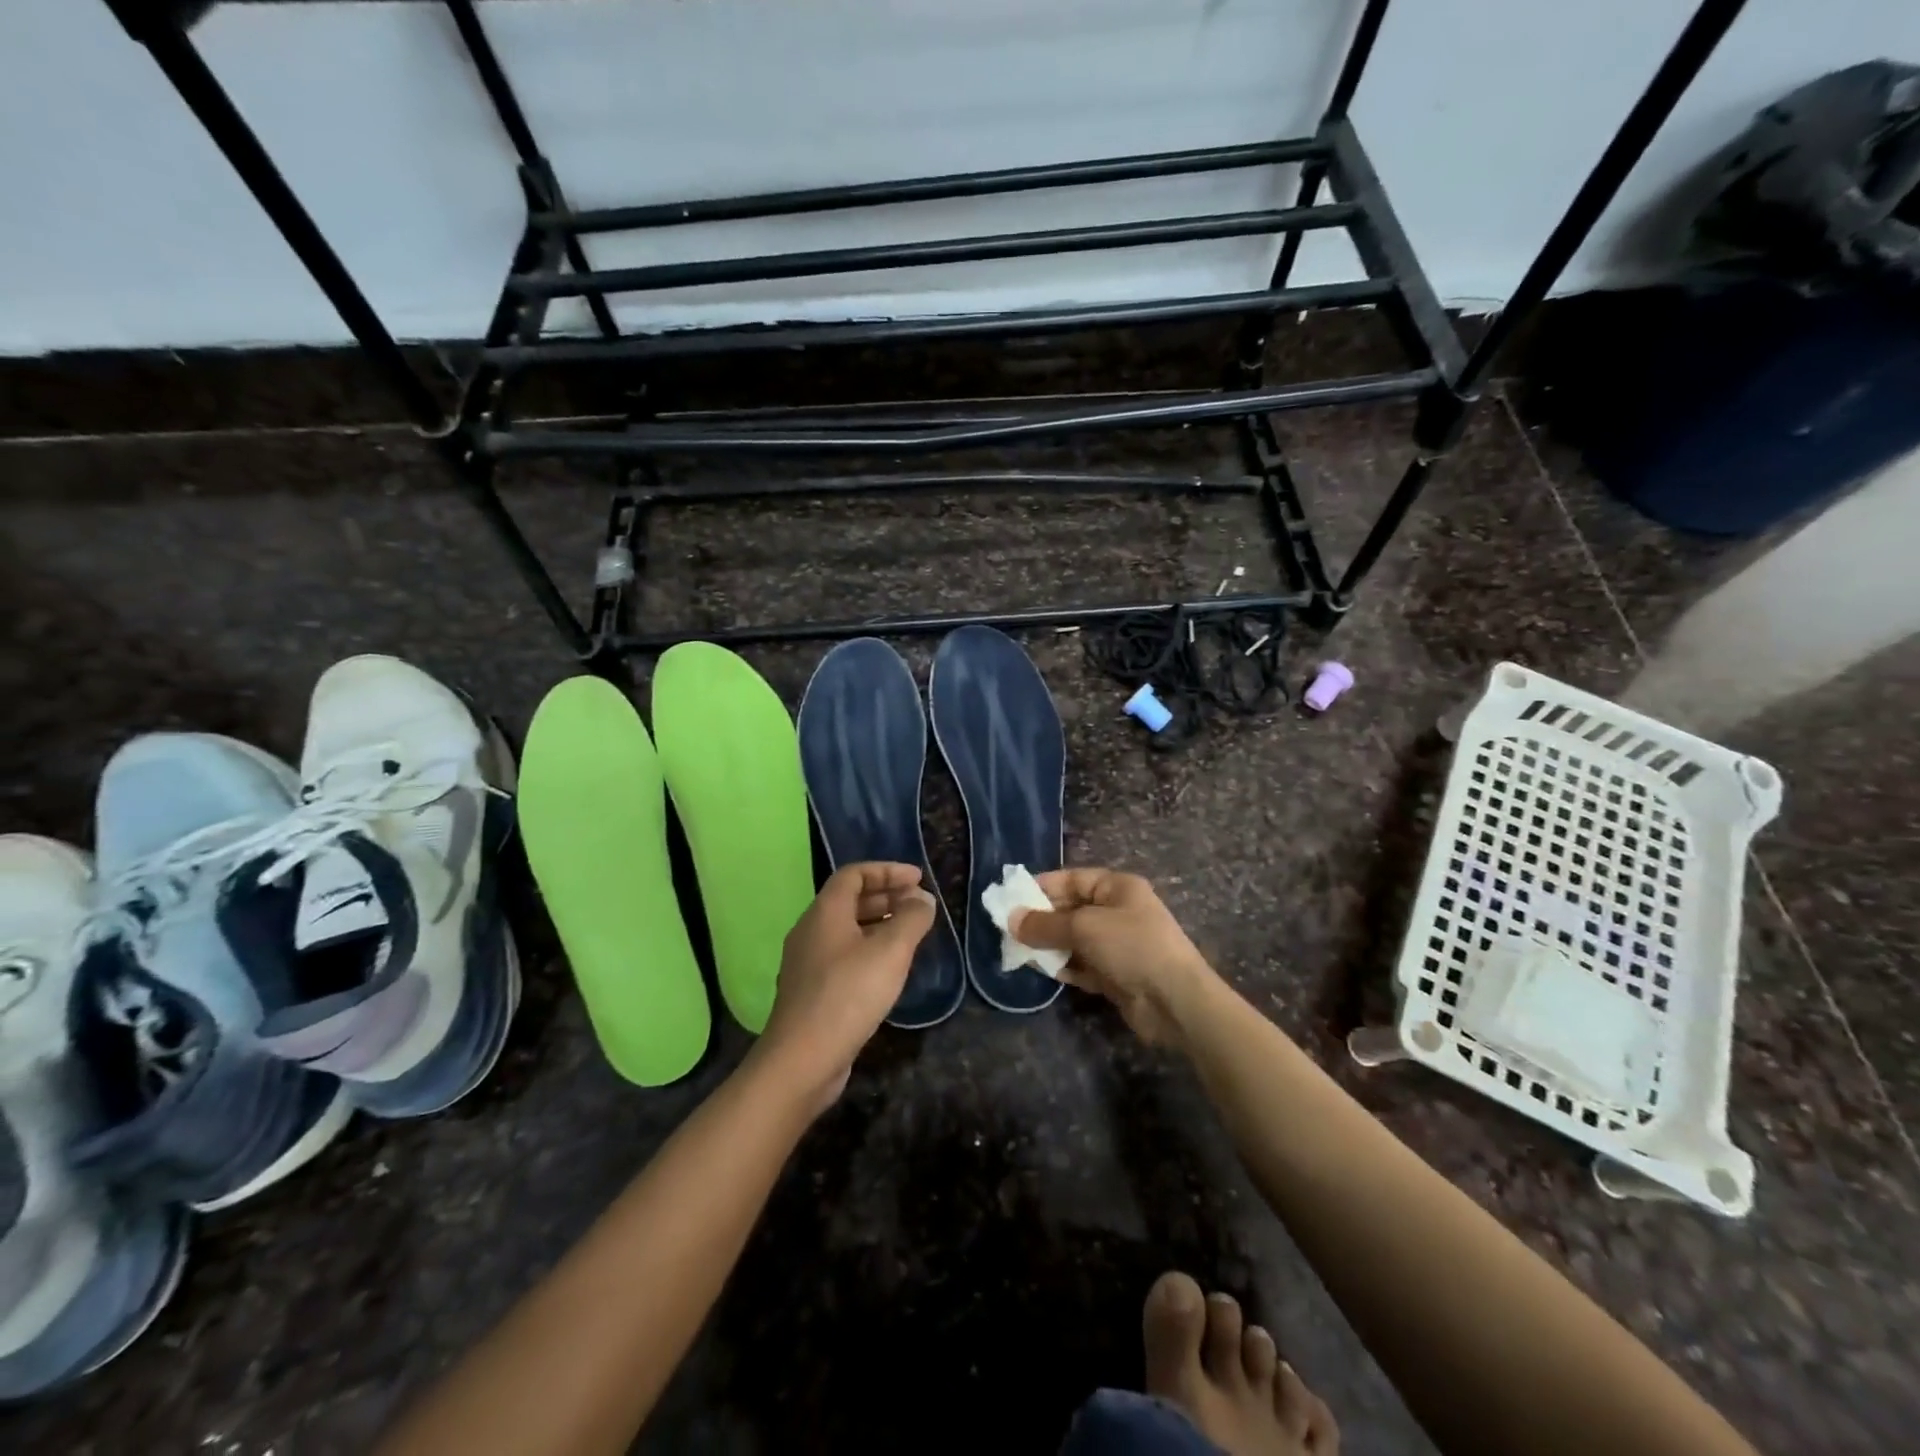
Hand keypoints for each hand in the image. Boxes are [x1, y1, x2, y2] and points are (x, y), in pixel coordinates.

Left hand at [756, 862, 934, 1111]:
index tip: (918, 879)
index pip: (854, 874)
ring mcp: (808, 962)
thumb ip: (911, 919)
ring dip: (879, 924)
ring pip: (847, 929)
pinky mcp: (812, 990)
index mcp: (825, 913)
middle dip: (886, 896)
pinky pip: (843, 955)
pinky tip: (889, 969)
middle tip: (919, 905)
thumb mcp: (890, 952)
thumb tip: (923, 899)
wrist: (802, 1060)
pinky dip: (869, 949)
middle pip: (849, 900)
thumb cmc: (848, 995)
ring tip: (910, 934)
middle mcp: (811, 930)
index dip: (887, 871)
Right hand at [1012, 868, 1216, 1046]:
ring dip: (1050, 945)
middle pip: (1071, 909)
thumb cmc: (1131, 947)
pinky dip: (1065, 967)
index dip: (1043, 886)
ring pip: (1074, 939)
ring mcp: (1118, 945)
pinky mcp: (1116, 975)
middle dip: (1042, 919)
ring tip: (1019, 951)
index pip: (1073, 879)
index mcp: (1117, 888)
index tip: (1012, 898)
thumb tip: (1010, 920)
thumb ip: (1045, 924)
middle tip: (1009, 929)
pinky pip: (1082, 965)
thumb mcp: (1084, 927)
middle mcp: (1118, 911)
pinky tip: (1043, 971)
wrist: (1175, 1001)